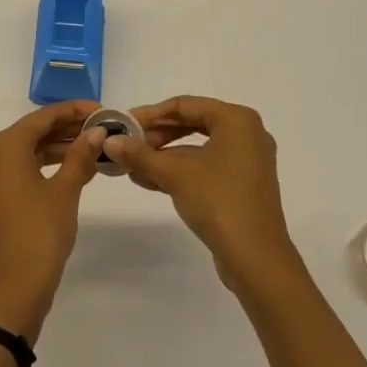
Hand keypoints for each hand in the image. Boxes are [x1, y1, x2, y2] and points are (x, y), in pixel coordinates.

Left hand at [0, 101, 104, 341]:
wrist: (15, 287)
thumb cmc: (40, 232)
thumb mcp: (65, 190)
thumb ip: (80, 156)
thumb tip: (97, 131)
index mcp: (7, 145)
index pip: (44, 116)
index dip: (74, 110)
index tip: (103, 109)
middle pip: (37, 129)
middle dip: (69, 126)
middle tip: (104, 126)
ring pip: (34, 148)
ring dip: (63, 145)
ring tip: (97, 145)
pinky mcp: (4, 194)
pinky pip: (30, 166)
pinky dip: (53, 163)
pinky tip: (79, 167)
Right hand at [104, 96, 300, 289]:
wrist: (257, 261)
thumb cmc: (218, 202)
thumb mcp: (174, 174)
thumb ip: (140, 154)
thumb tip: (109, 142)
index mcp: (236, 120)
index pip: (184, 105)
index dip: (150, 114)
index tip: (123, 124)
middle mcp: (246, 134)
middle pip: (191, 124)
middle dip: (156, 136)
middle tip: (128, 145)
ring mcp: (247, 161)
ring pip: (197, 148)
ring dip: (164, 156)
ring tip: (132, 166)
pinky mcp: (243, 186)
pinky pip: (206, 167)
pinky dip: (180, 171)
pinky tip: (150, 180)